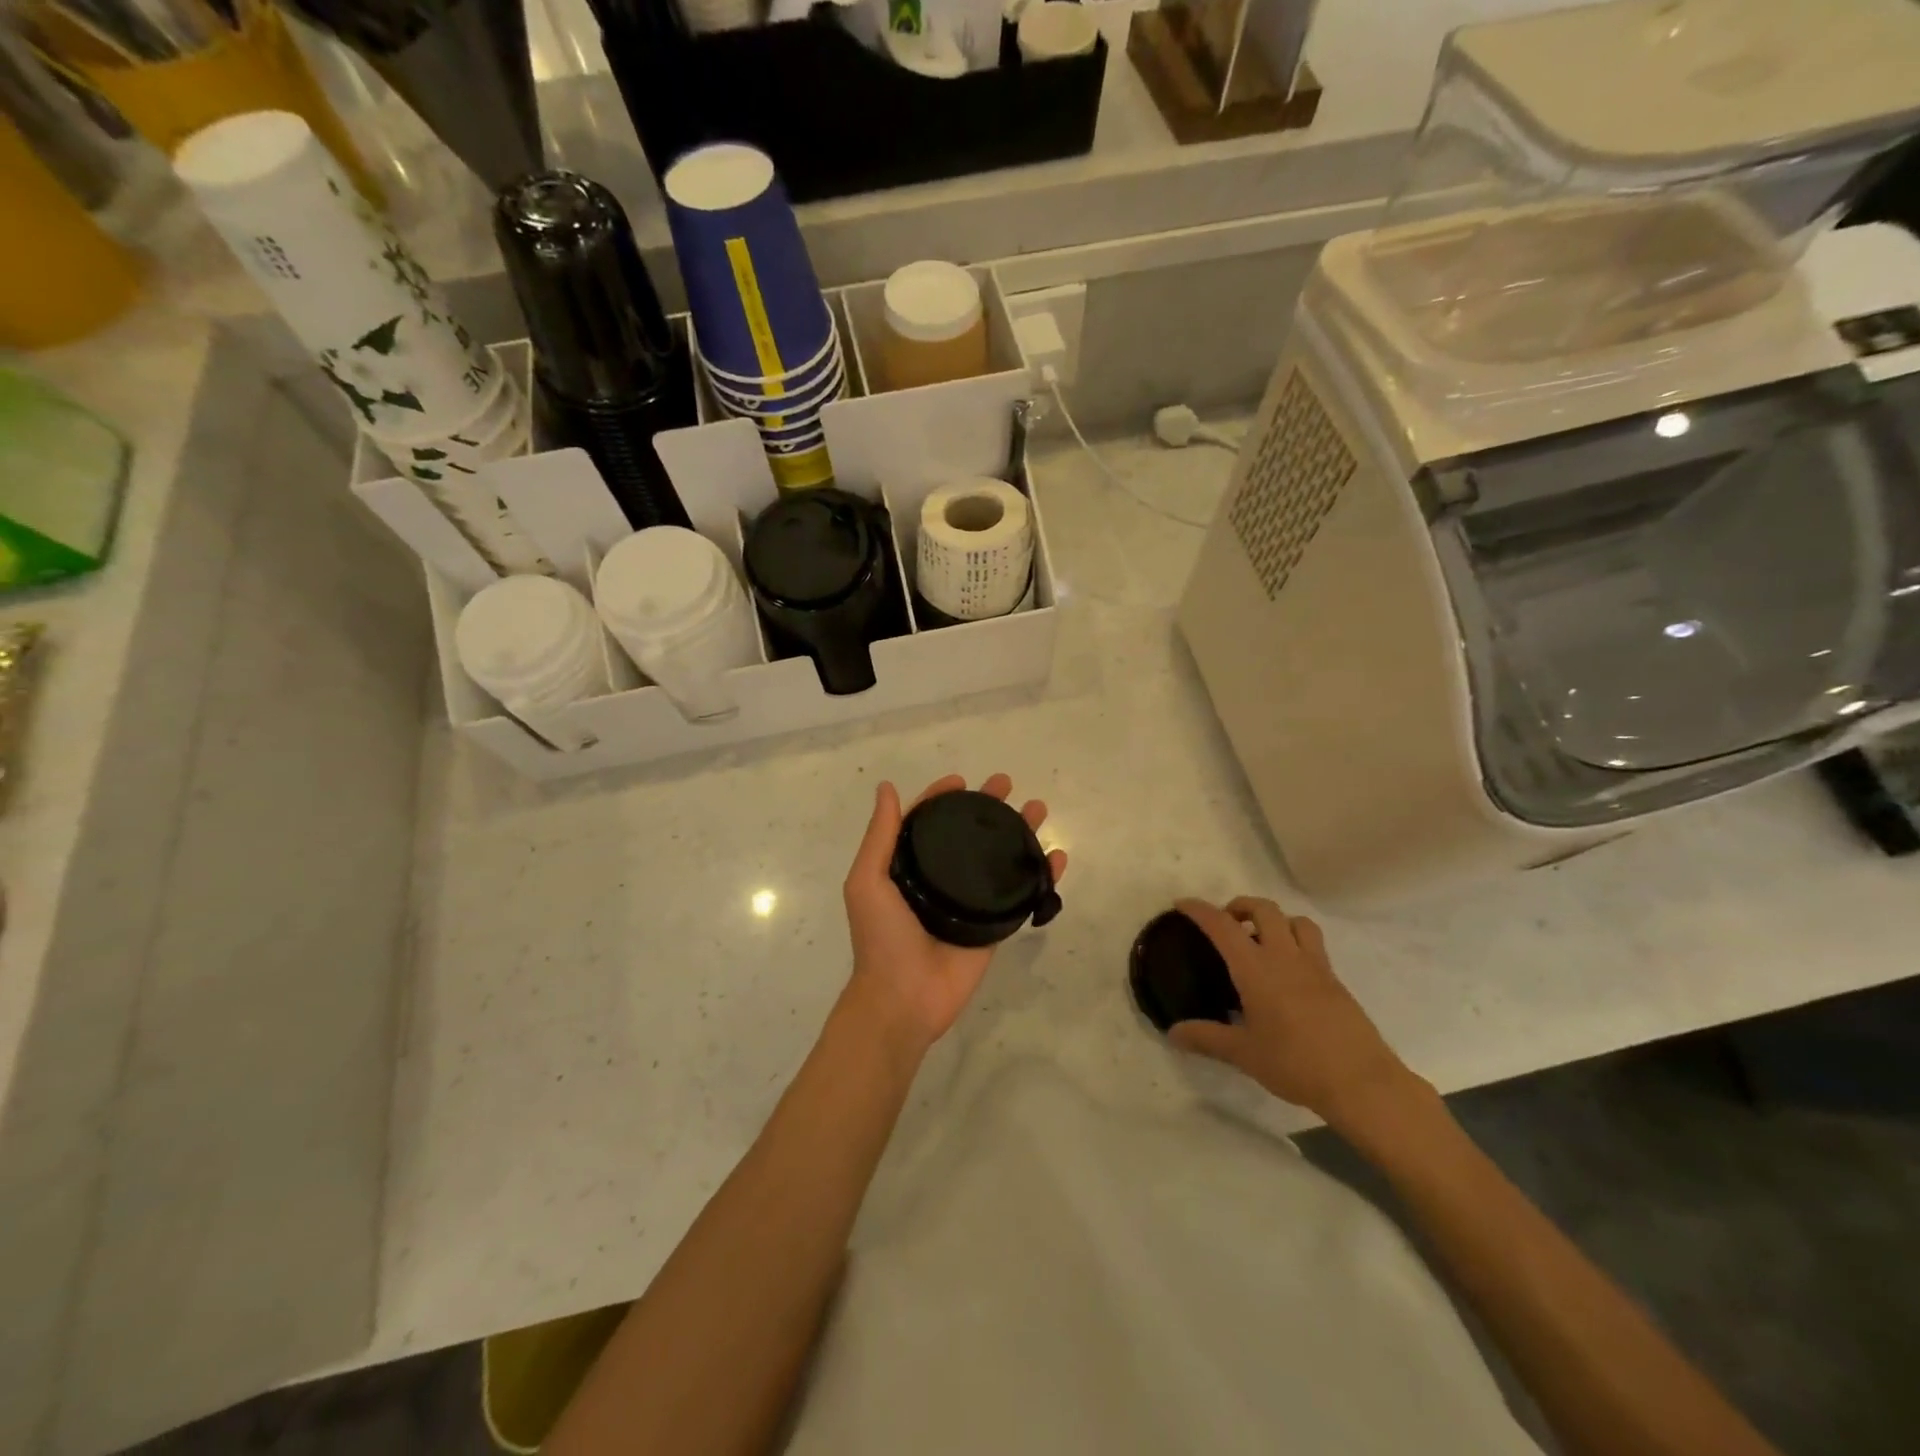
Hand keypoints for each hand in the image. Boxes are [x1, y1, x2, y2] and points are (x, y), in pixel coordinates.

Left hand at [842, 773, 1066, 1053]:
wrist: (904, 999)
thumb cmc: (882, 937)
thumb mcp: (868, 881)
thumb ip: (880, 836)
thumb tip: (887, 788)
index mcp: (908, 867)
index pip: (928, 823)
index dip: (943, 798)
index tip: (962, 780)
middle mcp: (940, 878)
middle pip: (968, 834)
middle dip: (988, 807)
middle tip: (1007, 784)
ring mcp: (969, 901)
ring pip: (997, 858)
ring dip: (1018, 832)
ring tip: (1038, 810)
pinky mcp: (994, 925)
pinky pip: (1021, 894)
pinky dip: (1041, 875)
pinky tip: (1057, 857)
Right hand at [1167, 897, 1427, 1133]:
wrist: (1362, 1083)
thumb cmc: (1296, 1064)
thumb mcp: (1244, 1054)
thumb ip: (1206, 1038)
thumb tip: (1172, 1033)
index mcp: (1257, 969)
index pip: (1223, 926)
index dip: (1200, 910)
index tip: (1182, 904)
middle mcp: (1286, 957)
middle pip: (1264, 909)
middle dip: (1241, 906)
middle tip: (1226, 923)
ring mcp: (1316, 967)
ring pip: (1296, 921)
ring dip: (1274, 919)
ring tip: (1261, 940)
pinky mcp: (1336, 981)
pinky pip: (1314, 945)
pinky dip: (1295, 942)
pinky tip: (1287, 973)